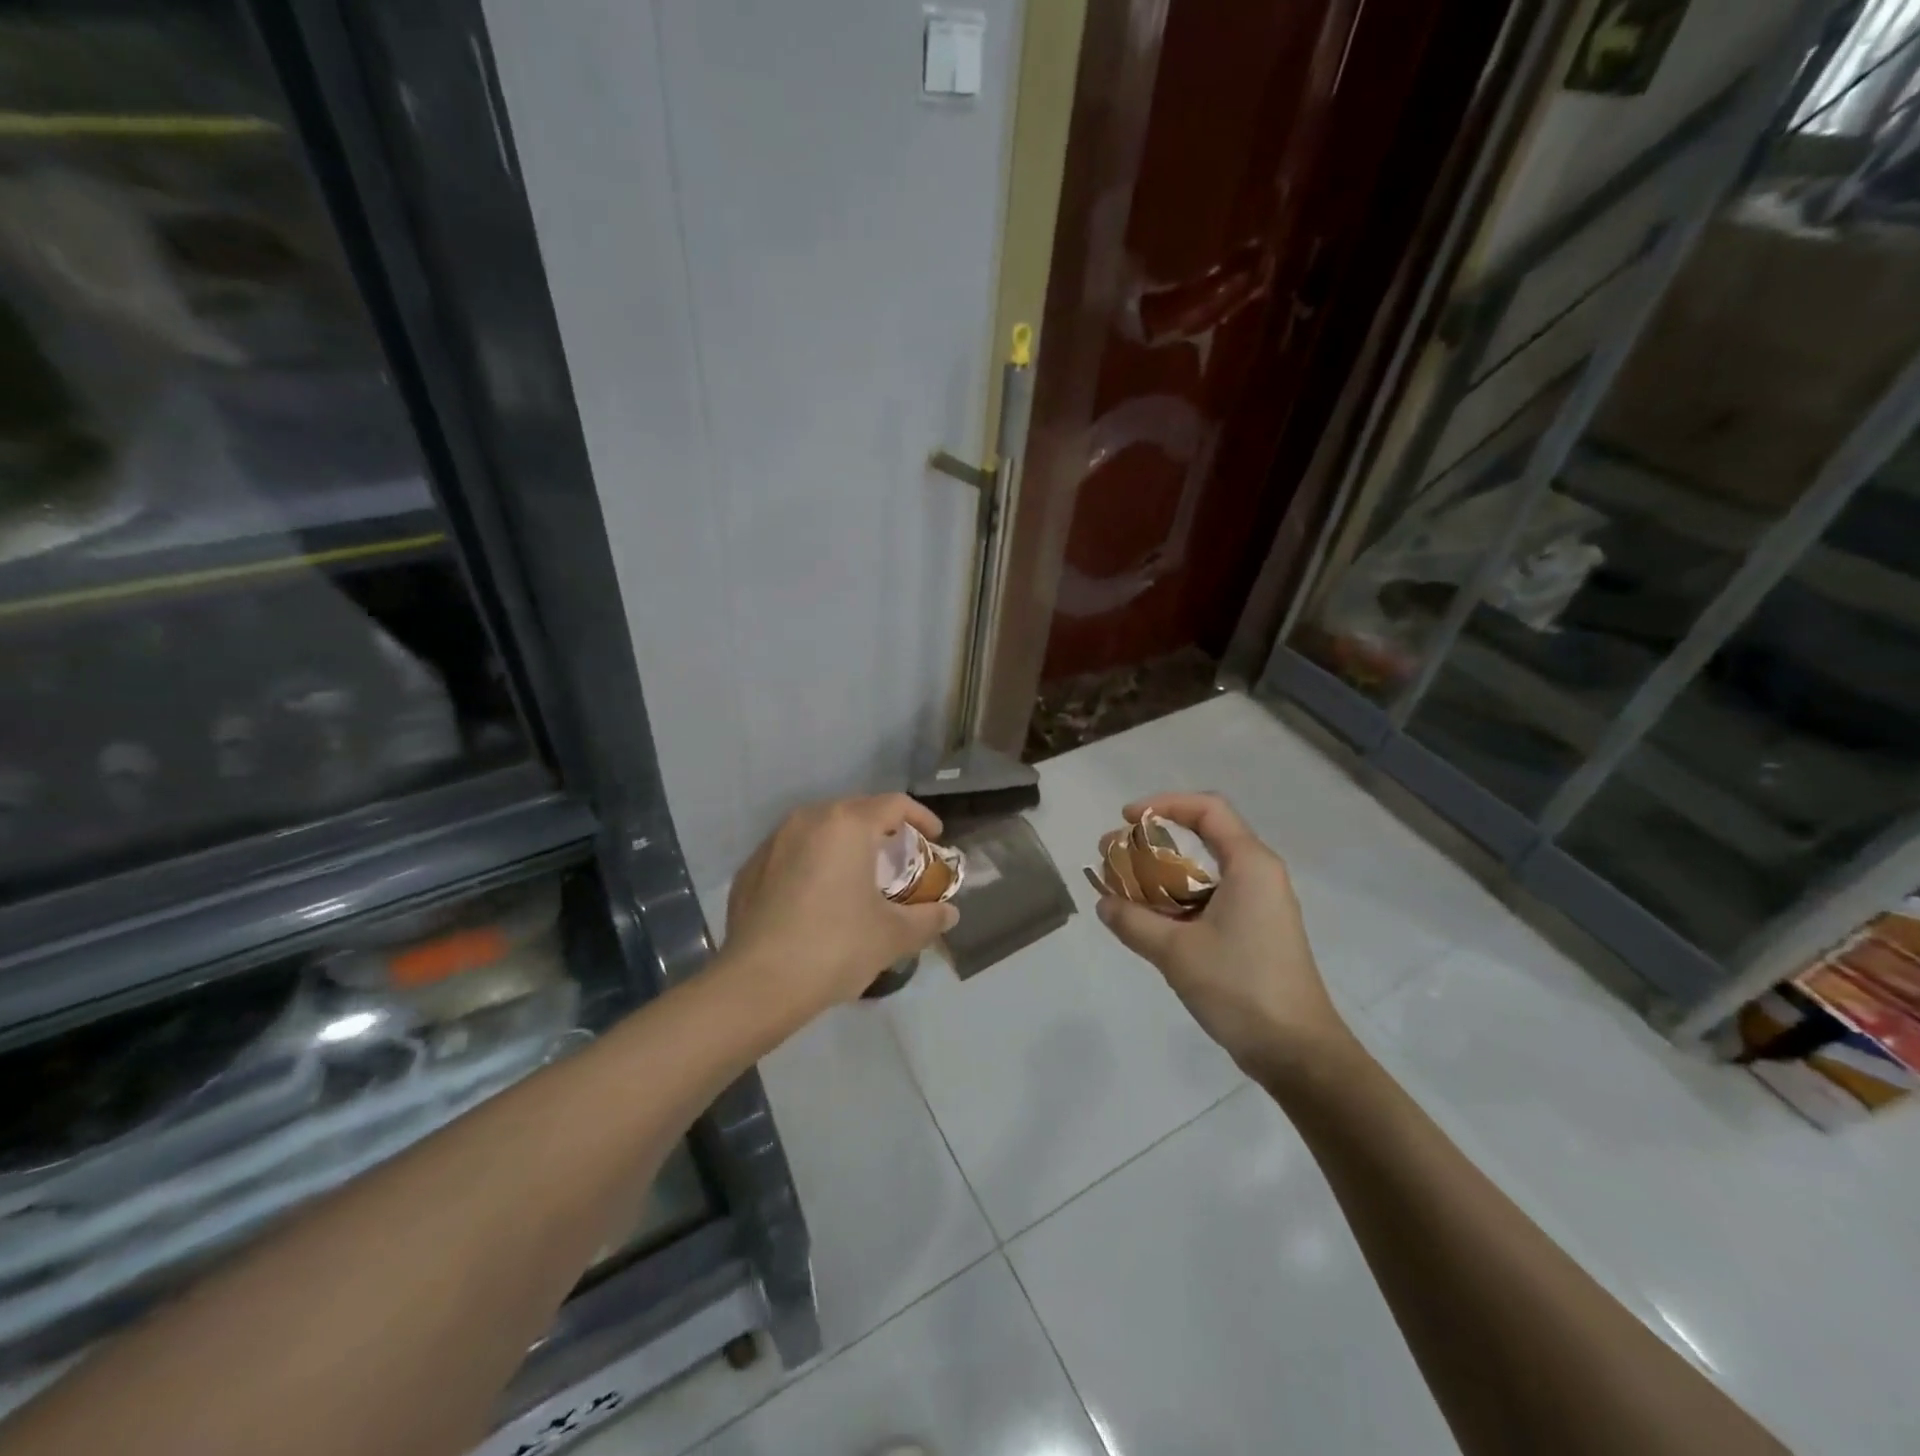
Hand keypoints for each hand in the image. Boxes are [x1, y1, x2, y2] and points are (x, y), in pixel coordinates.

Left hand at [723, 794, 958, 1017]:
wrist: (757, 984)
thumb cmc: (836, 947)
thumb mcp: (893, 935)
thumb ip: (928, 919)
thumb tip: (950, 913)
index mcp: (847, 824)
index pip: (895, 804)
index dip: (921, 819)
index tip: (934, 840)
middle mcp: (808, 819)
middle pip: (856, 811)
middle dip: (882, 830)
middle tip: (898, 860)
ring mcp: (773, 842)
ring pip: (820, 829)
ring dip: (845, 845)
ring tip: (857, 876)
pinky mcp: (749, 869)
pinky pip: (791, 853)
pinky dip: (812, 863)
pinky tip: (817, 898)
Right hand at [1094, 792, 1348, 1075]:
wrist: (1297, 1052)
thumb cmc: (1240, 987)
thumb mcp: (1176, 952)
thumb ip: (1133, 921)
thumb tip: (1104, 903)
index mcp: (1250, 864)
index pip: (1207, 809)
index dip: (1163, 804)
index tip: (1126, 819)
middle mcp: (1258, 875)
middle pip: (1202, 838)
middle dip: (1152, 842)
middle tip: (1113, 856)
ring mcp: (1259, 905)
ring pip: (1203, 872)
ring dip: (1161, 874)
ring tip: (1122, 889)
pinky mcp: (1255, 931)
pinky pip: (1210, 899)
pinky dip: (1176, 900)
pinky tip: (1148, 920)